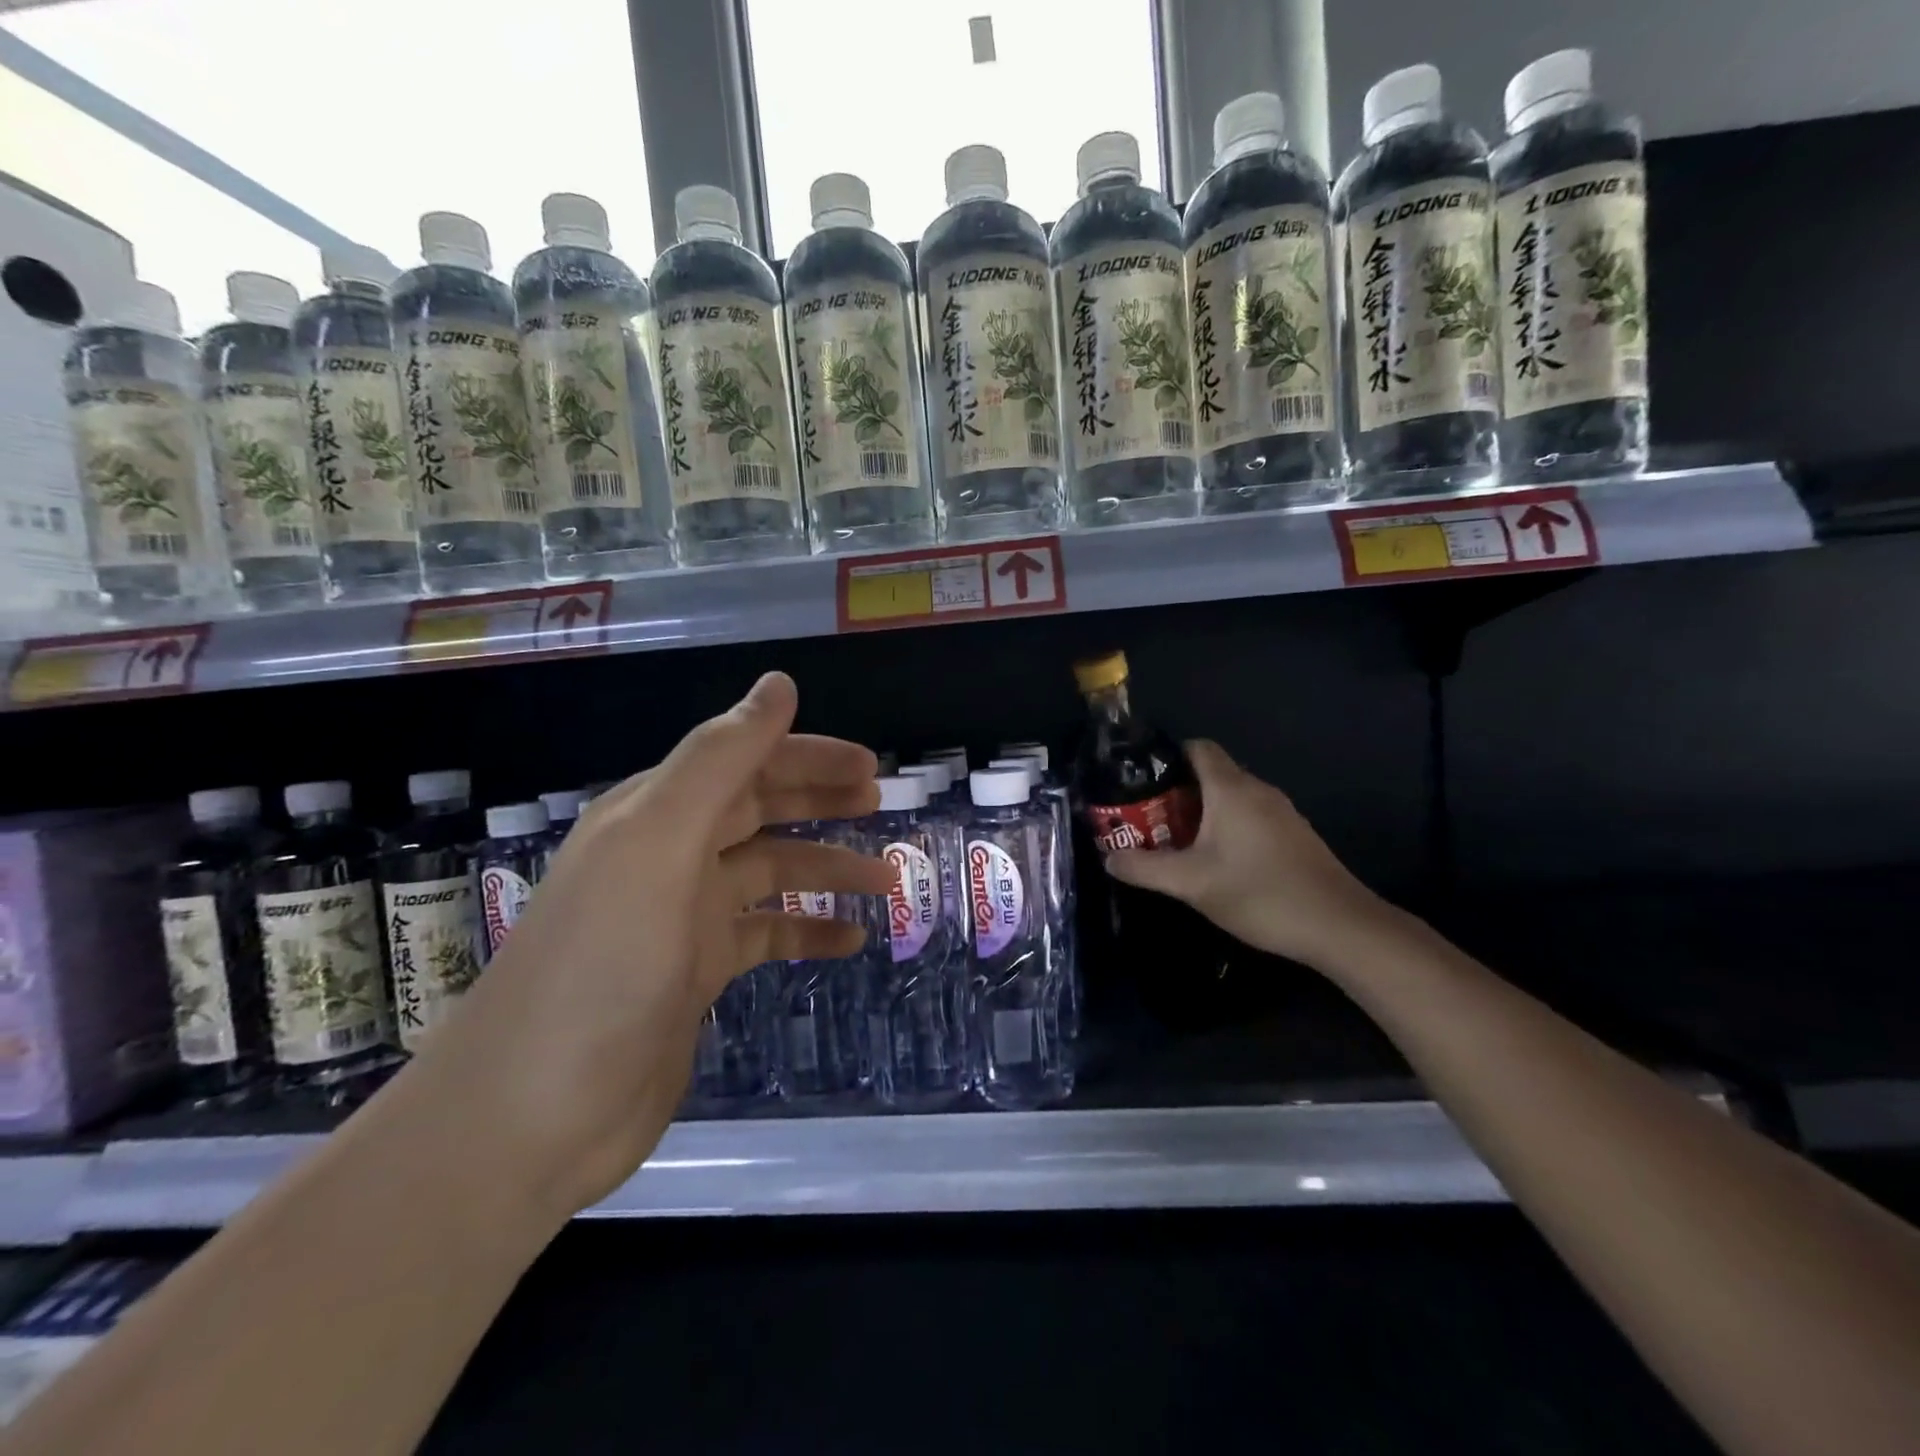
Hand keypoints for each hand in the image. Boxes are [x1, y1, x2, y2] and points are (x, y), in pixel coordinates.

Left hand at [404, 672, 892, 1219]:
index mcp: (655, 815)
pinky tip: (850, 942)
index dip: (806, 756)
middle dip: (820, 801)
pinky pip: (764, 936)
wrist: (530, 1117)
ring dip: (826, 869)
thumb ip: (719, 760)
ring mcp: (682, 919)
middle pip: (758, 810)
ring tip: (887, 881)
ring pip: (769, 873)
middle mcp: (668, 856)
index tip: (868, 765)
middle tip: (881, 804)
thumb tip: (779, 684)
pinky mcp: (694, 975)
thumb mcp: (659, 846)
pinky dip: (807, 931)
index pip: (743, 762)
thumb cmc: (601, 967)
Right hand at [1103, 739, 1393, 972]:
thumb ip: (1145, 868)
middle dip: (1176, 789)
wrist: (1339, 926)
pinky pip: (1250, 815)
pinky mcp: (1294, 835)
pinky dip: (1226, 825)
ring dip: (1201, 810)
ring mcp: (1281, 812)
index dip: (1166, 756)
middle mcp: (1258, 790)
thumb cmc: (1260, 894)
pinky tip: (1216, 859)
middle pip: (1211, 772)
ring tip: (1173, 839)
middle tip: (1147, 816)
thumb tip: (1107, 858)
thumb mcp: (1191, 883)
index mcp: (1231, 789)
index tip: (1140, 779)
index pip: (1197, 747)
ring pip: (1231, 796)